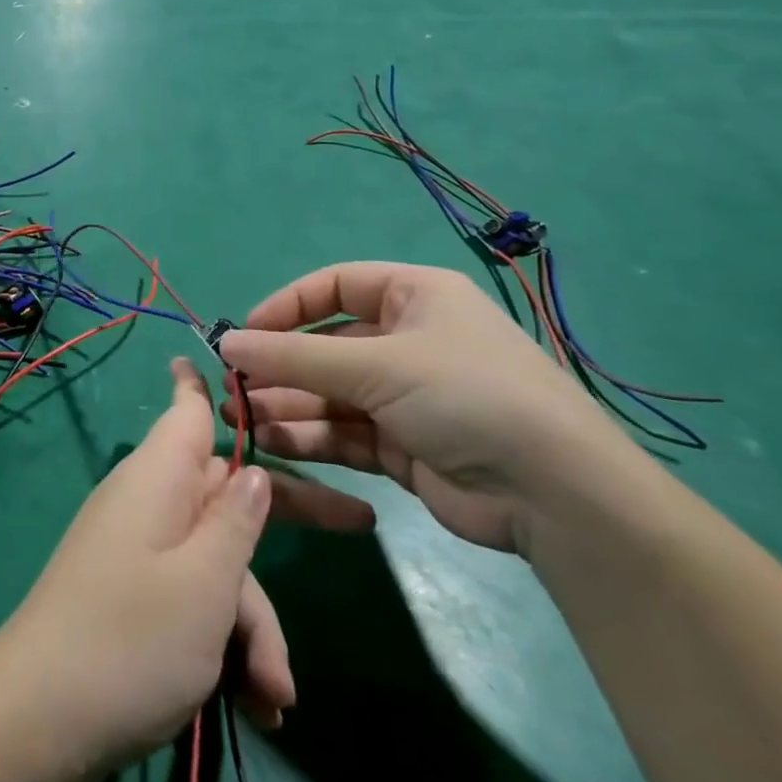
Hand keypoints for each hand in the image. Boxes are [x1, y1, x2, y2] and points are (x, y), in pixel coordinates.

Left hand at [0, 357, 371, 781]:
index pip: (187, 409)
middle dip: (286, 524)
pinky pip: (193, 602)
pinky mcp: (136, 599)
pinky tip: (254, 708)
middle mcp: (150, 503)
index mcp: (159, 477)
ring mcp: (141, 552)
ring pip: (217, 564)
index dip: (209, 382)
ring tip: (273, 697)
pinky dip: (224, 647)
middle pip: (226, 493)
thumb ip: (236, 522)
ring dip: (251, 627)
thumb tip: (251, 472)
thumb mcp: (204, 582)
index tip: (234, 357)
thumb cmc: (131, 638)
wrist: (39, 722)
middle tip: (360, 525)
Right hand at [219, 263, 642, 554]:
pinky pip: (343, 431)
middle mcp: (408, 340)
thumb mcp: (378, 365)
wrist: (555, 496)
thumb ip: (296, 356)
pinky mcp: (402, 445)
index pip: (335, 286)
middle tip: (232, 385)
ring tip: (241, 417)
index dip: (287, 305)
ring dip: (287, 404)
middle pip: (327, 345)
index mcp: (414, 297)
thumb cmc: (466, 395)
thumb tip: (226, 343)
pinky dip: (310, 436)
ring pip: (330, 392)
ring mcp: (405, 396)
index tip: (245, 333)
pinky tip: (273, 442)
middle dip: (280, 365)